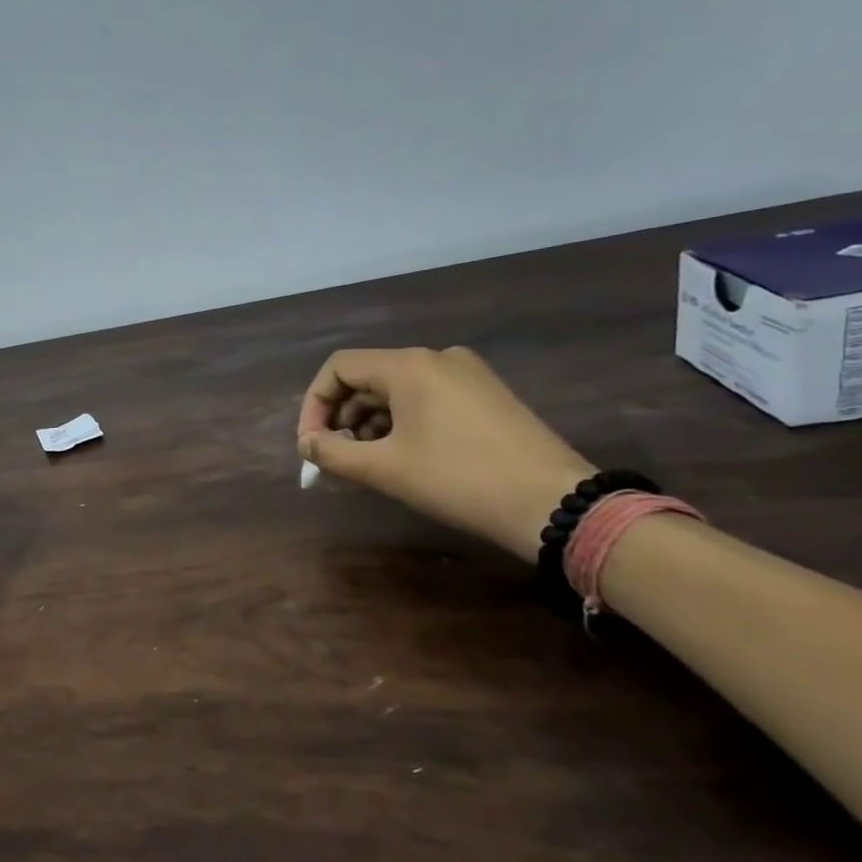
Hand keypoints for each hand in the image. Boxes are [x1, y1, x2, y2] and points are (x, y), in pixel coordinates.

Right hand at [296, 347, 594, 561]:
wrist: (554, 503)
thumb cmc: (458, 479)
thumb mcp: (384, 469)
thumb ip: (332, 453)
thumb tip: (307, 445)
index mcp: (409, 365)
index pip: (338, 368)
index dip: (314, 404)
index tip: (311, 445)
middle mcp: (437, 358)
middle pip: (367, 377)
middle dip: (342, 417)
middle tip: (337, 458)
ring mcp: (468, 374)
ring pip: (397, 389)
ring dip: (371, 422)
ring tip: (369, 461)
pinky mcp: (487, 395)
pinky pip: (427, 397)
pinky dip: (402, 421)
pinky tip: (405, 455)